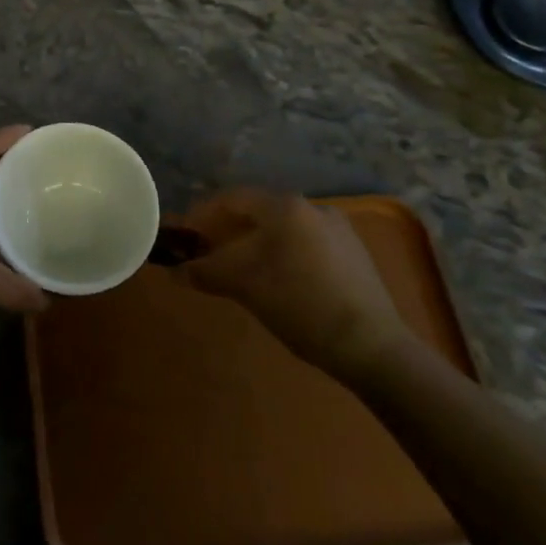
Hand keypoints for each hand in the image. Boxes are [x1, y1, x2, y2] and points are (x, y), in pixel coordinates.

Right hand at [174, 189, 415, 381]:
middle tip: (208, 252)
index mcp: (285, 206)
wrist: (372, 346)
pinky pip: (306, 242)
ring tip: (240, 269)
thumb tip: (174, 271)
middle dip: (229, 230)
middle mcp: (312, 207)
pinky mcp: (354, 253)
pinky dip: (283, 253)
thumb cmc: (300, 305)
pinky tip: (279, 279)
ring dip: (256, 242)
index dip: (202, 214)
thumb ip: (205, 272)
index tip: (185, 234)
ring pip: (283, 228)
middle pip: (258, 211)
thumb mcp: (245, 286)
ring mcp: (338, 228)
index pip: (232, 198)